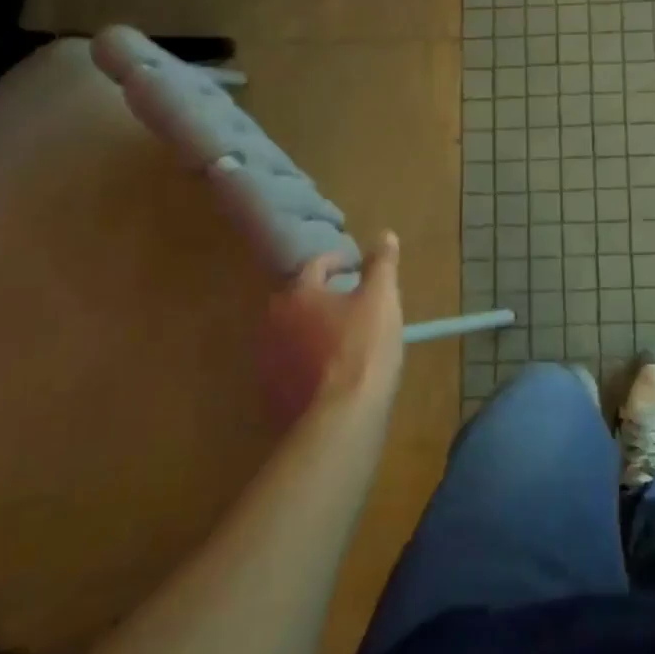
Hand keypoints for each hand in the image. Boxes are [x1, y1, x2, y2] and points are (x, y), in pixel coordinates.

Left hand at [261, 233, 404, 429]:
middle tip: (351, 302)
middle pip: (299, 299)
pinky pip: (291, 368)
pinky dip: (307, 363)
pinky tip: (331, 373)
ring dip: (312, 331)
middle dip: (322, 296)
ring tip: (343, 338)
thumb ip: (382, 264)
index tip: (358, 267)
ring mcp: (269, 362)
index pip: (316, 265)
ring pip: (292, 334)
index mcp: (298, 294)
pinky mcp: (272, 395)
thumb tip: (385, 234)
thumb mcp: (381, 298)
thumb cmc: (364, 347)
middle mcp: (274, 323)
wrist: (342, 419)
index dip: (339, 261)